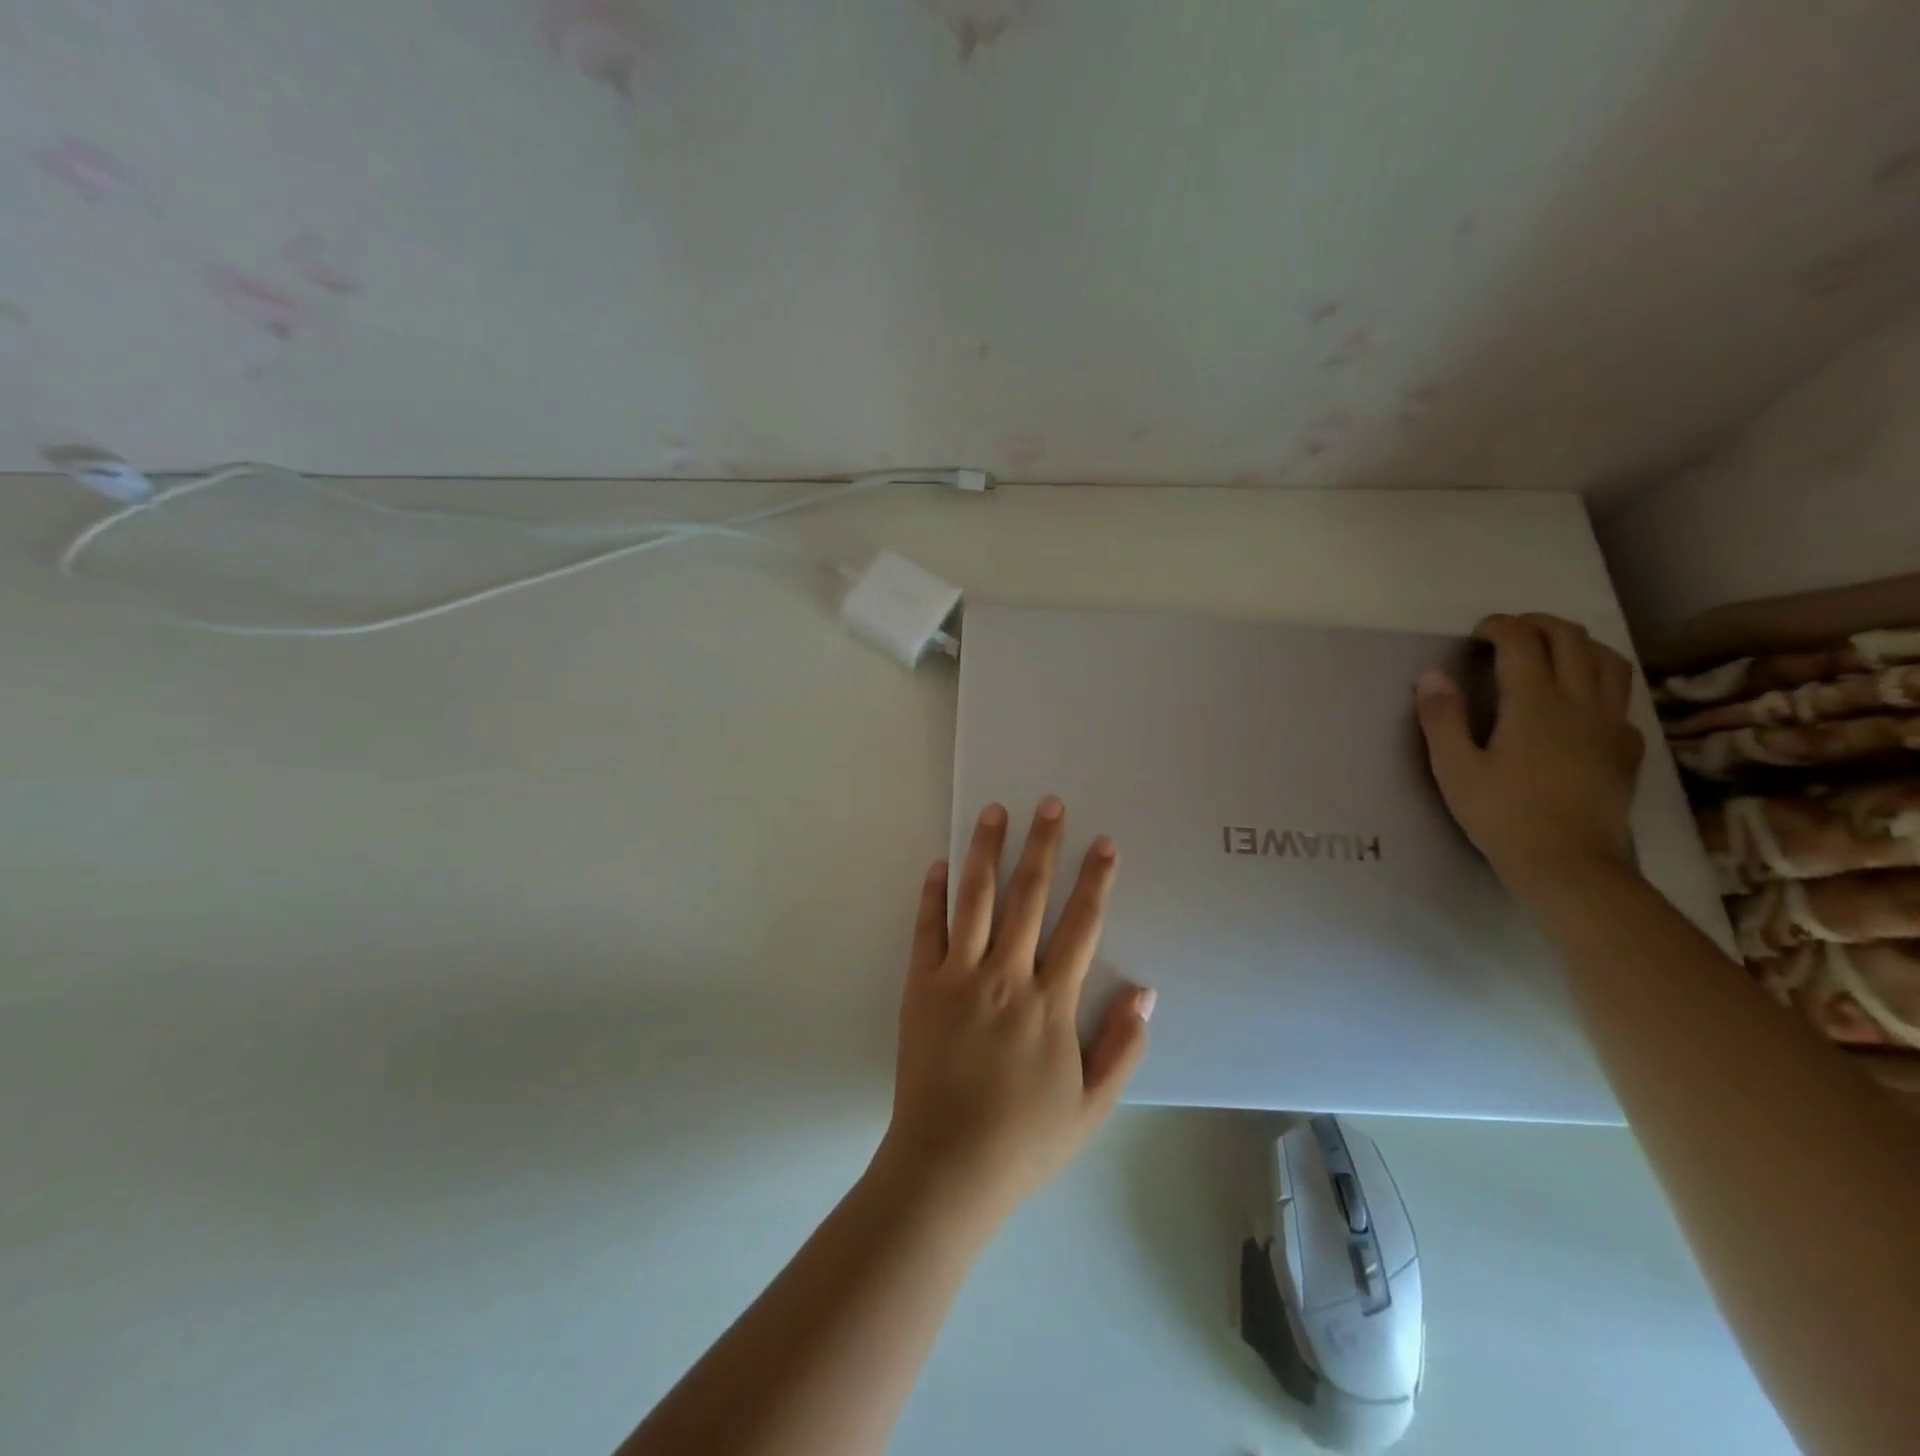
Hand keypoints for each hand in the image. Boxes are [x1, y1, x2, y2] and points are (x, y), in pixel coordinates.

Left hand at [874, 798, 1153, 1222]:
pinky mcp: (921, 986)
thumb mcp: (1091, 1106)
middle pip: (1028, 897)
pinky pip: (927, 929)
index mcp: (1050, 1003)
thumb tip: (1146, 991)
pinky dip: (934, 894)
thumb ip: (1121, 1047)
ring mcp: (958, 977)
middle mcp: (1005, 976)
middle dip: (1042, 846)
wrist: (947, 1167)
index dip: (1095, 881)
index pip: (1080, 927)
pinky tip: (940, 864)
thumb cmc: (1024, 1139)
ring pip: (975, 899)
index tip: (1104, 844)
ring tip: (994, 812)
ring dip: (986, 852)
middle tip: (1049, 803)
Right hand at [1415, 613, 1644, 897]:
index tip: (1476, 634)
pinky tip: (1580, 701)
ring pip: (1608, 661)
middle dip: (1538, 625)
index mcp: (1534, 703)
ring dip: (1578, 644)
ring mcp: (1610, 724)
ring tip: (1550, 652)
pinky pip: (1620, 697)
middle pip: (1572, 639)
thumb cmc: (1503, 815)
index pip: (1522, 642)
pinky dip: (1599, 681)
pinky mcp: (1626, 748)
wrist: (1570, 864)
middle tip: (1508, 634)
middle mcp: (1580, 702)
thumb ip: (1442, 718)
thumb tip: (1431, 674)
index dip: (1499, 627)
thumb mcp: (1455, 769)